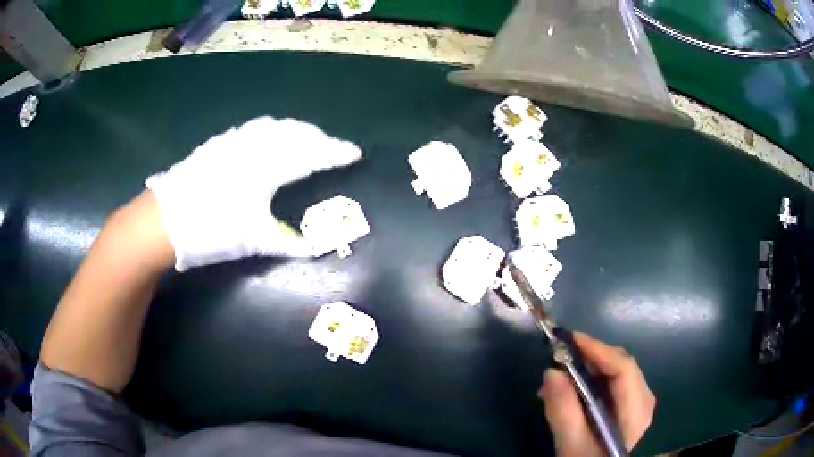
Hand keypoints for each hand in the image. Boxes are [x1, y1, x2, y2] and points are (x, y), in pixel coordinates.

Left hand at [146, 116, 362, 270]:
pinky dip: (273, 129)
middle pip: (296, 133)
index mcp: (269, 166)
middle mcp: (256, 145)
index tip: (354, 153)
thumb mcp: (255, 240)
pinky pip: (255, 127)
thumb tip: (319, 247)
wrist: (166, 220)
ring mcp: (235, 140)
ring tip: (306, 138)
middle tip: (332, 148)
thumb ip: (290, 242)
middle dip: (319, 138)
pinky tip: (270, 136)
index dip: (336, 153)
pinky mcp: (219, 142)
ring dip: (297, 130)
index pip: (312, 154)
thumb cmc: (213, 230)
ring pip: (275, 125)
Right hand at [538, 332, 655, 456]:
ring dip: (588, 366)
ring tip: (560, 375)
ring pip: (616, 368)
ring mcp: (639, 400)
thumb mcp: (571, 443)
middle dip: (590, 357)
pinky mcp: (629, 403)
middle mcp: (644, 398)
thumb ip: (563, 410)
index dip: (598, 350)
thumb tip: (551, 371)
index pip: (624, 369)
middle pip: (621, 364)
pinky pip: (613, 379)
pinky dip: (591, 377)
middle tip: (559, 357)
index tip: (570, 339)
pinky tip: (572, 386)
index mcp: (637, 410)